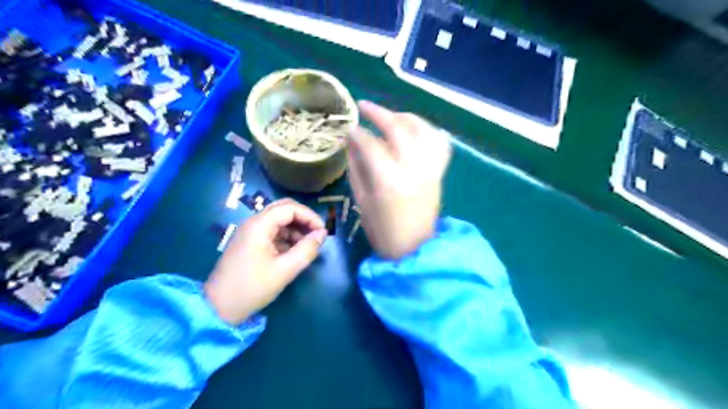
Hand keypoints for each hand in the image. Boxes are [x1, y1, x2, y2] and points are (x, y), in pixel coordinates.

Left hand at [206, 199, 328, 324]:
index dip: (310, 216)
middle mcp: (253, 223)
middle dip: (303, 219)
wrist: (218, 308)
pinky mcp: (249, 242)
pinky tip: (293, 252)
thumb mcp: (285, 270)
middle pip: (283, 209)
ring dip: (296, 228)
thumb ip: (307, 250)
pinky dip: (286, 236)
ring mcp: (250, 232)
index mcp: (259, 225)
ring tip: (307, 246)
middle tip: (317, 234)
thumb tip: (323, 234)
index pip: (290, 208)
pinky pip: (272, 231)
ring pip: (278, 219)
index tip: (323, 232)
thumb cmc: (252, 288)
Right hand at [346, 101, 449, 258]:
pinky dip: (428, 130)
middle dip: (379, 113)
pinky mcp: (440, 172)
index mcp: (388, 180)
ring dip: (405, 116)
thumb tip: (351, 141)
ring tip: (391, 115)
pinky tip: (415, 129)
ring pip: (422, 129)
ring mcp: (431, 168)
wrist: (414, 248)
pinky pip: (440, 142)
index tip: (349, 129)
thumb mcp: (361, 199)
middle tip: (364, 106)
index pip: (371, 144)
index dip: (357, 133)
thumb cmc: (382, 229)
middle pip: (398, 128)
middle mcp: (413, 168)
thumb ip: (356, 166)